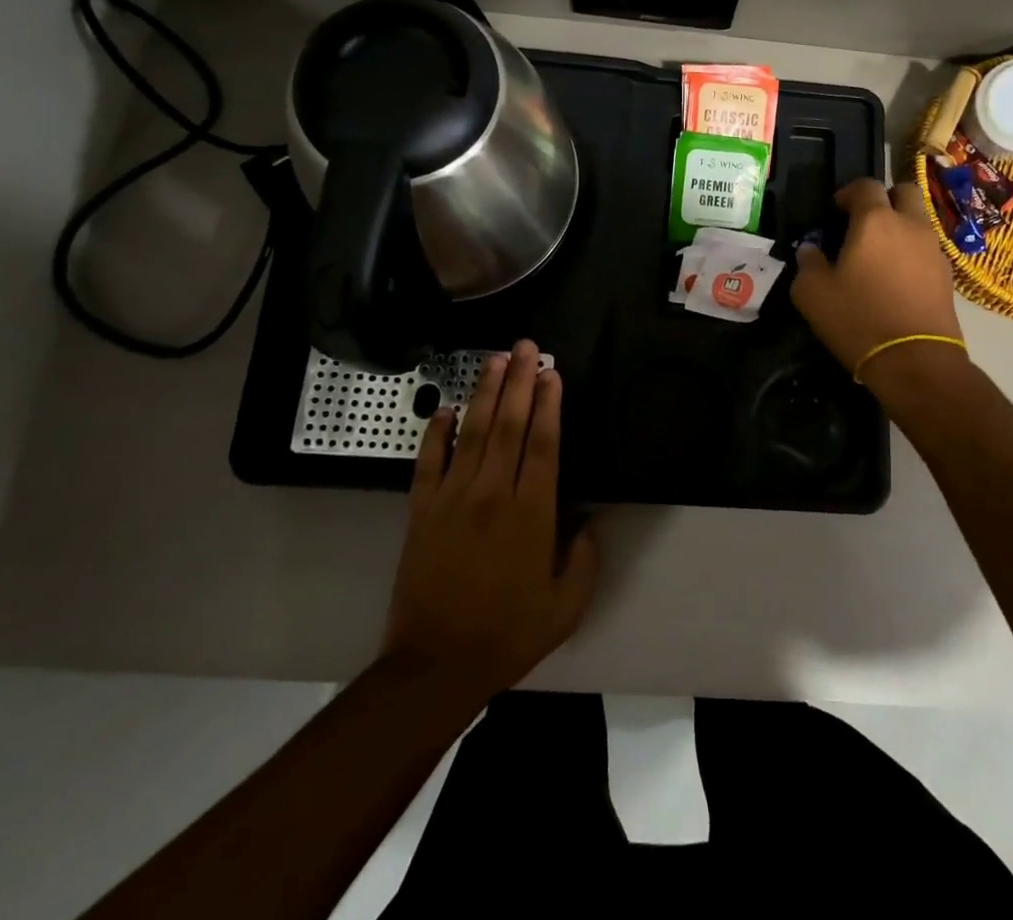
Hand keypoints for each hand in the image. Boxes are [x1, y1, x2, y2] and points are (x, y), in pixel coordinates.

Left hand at [380, 340, 597, 706]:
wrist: (435, 665)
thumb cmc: (508, 634)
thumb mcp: (566, 606)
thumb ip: (586, 559)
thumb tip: (592, 521)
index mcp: (531, 512)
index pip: (543, 444)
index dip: (549, 404)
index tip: (552, 373)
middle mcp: (493, 493)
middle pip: (510, 425)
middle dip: (520, 382)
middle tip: (526, 347)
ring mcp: (453, 498)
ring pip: (473, 432)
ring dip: (485, 393)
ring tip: (495, 360)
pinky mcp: (421, 510)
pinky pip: (428, 461)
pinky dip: (435, 432)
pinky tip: (444, 407)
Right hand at [792, 177, 965, 380]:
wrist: (915, 361)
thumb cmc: (858, 319)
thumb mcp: (813, 294)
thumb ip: (808, 263)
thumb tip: (810, 250)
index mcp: (875, 220)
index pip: (865, 185)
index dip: (849, 192)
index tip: (836, 210)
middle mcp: (910, 225)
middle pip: (904, 191)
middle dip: (885, 199)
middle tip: (865, 222)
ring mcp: (933, 249)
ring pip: (919, 220)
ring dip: (901, 226)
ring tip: (880, 255)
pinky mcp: (947, 275)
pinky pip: (928, 249)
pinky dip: (912, 253)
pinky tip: (897, 279)